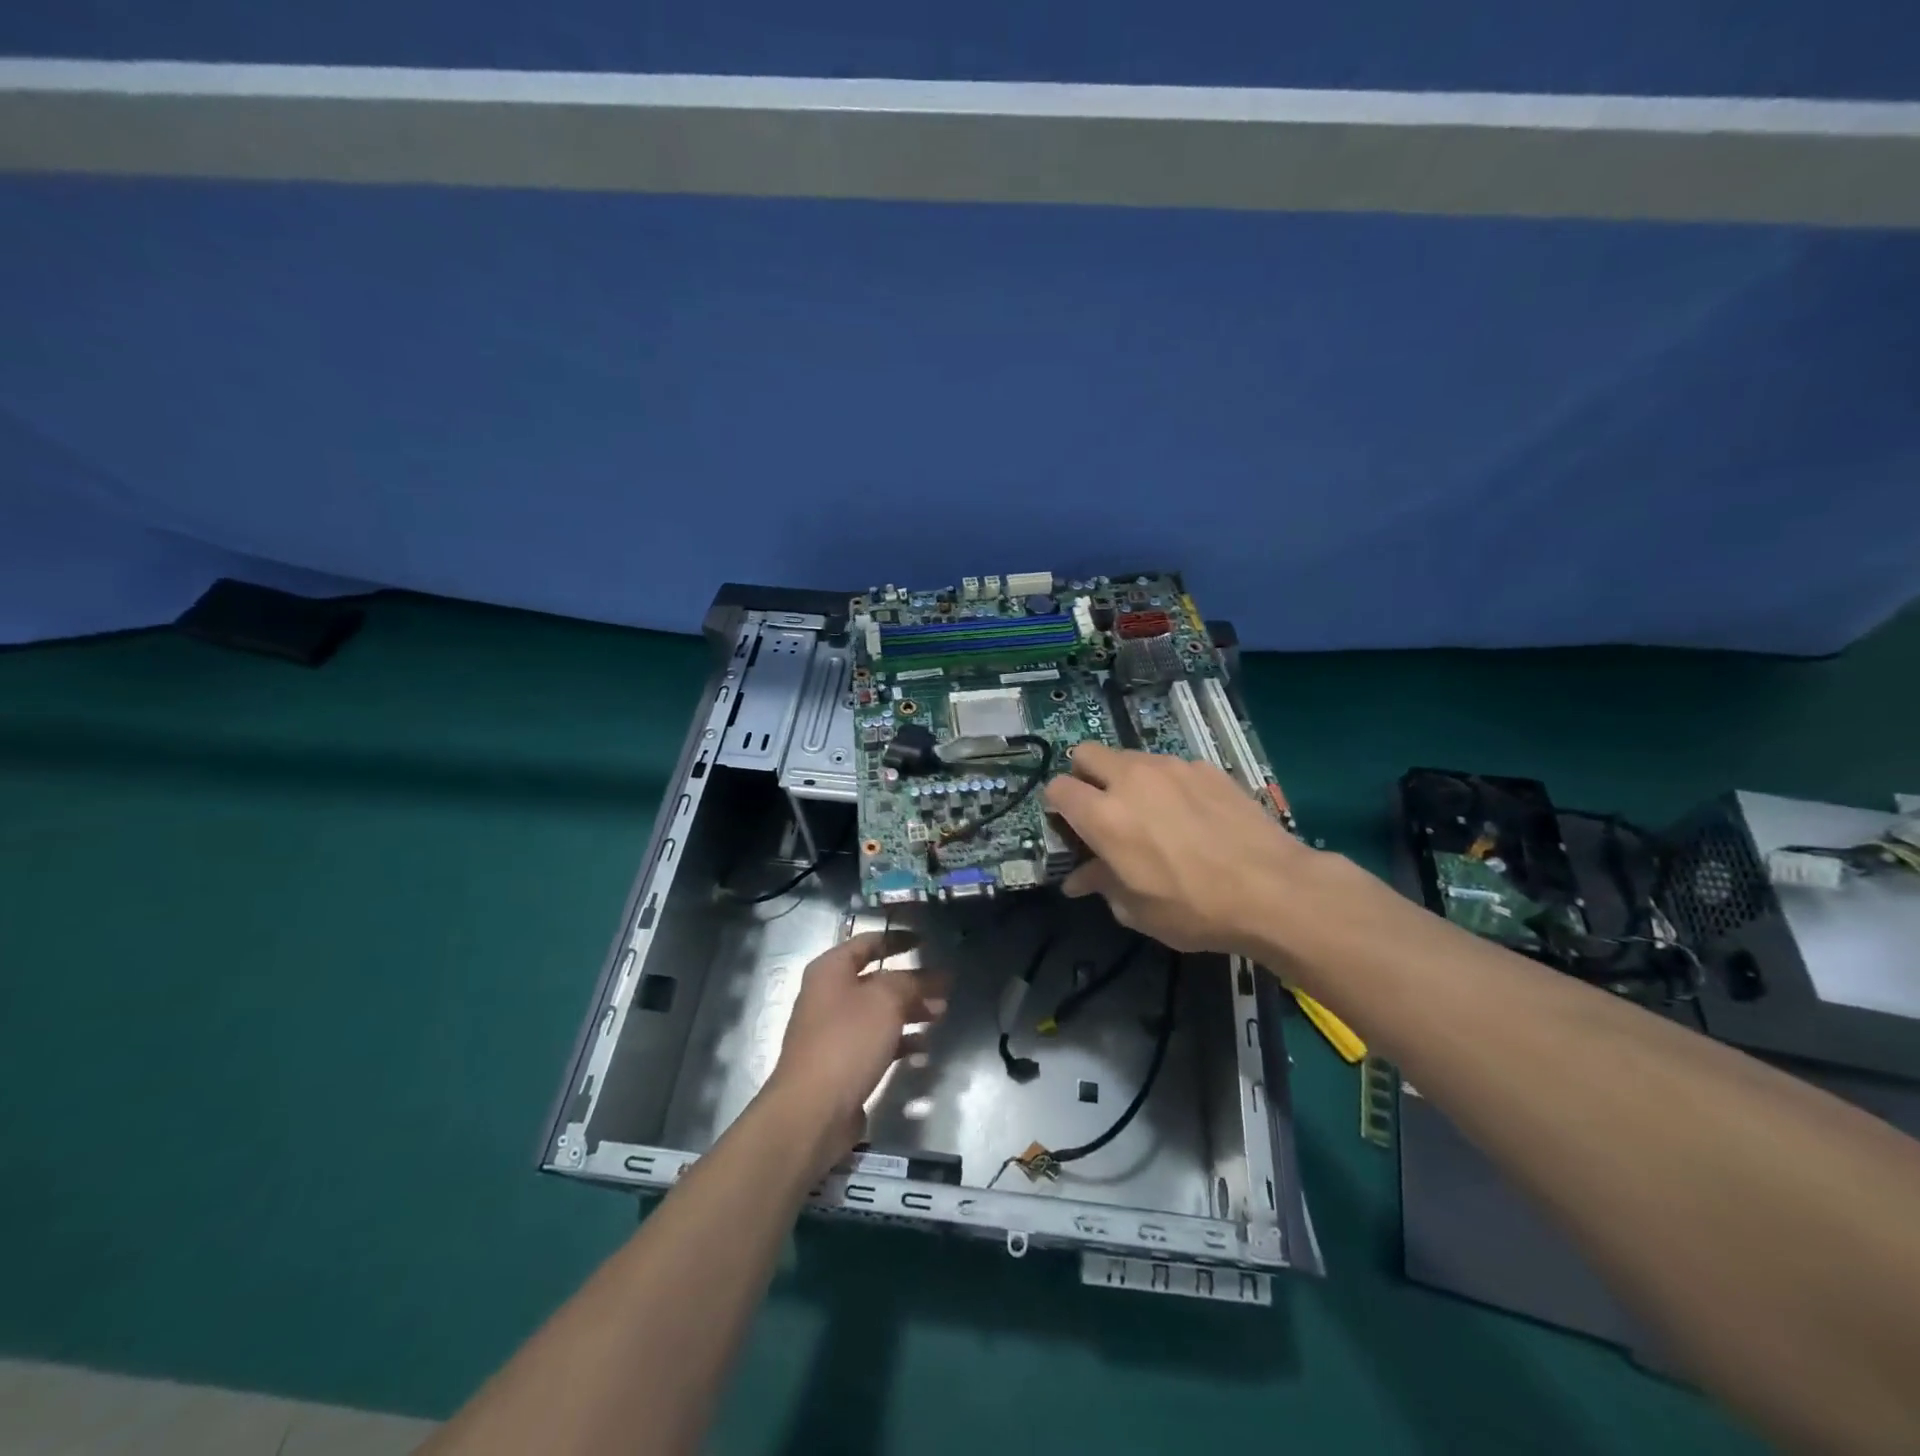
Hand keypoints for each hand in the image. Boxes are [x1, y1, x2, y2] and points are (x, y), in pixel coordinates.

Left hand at [767, 930, 946, 1157]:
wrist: (812, 1111)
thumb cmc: (847, 1041)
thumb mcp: (885, 1001)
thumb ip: (911, 982)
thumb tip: (933, 976)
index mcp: (830, 970)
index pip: (868, 942)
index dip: (897, 938)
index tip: (925, 941)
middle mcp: (829, 995)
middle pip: (877, 979)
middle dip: (912, 982)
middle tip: (944, 987)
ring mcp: (834, 1031)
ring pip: (879, 1012)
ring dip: (910, 1011)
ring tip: (941, 1015)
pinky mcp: (842, 1063)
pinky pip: (876, 1042)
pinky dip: (900, 1041)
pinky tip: (924, 1048)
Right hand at [1044, 743, 1326, 954]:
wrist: (1274, 890)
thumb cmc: (1195, 909)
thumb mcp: (1137, 910)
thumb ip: (1101, 884)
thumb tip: (1078, 879)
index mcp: (1103, 815)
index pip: (1057, 788)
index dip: (1056, 806)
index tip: (1068, 825)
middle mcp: (1131, 779)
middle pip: (1086, 754)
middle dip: (1084, 776)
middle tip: (1101, 808)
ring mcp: (1172, 767)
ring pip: (1130, 757)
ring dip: (1126, 778)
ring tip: (1151, 812)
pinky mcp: (1206, 767)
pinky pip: (1171, 767)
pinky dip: (1168, 784)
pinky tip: (1192, 814)